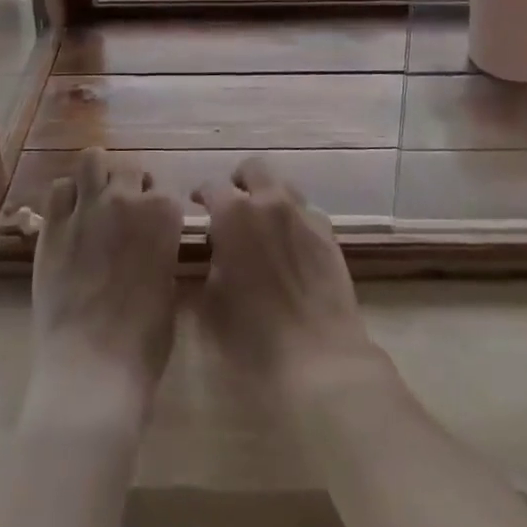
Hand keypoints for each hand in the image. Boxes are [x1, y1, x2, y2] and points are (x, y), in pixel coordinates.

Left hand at [30, 149, 182, 428]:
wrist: (92, 367)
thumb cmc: (144, 342)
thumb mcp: (170, 292)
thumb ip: (163, 256)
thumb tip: (155, 249)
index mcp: (164, 214)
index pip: (167, 190)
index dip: (161, 209)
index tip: (157, 227)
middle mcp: (126, 199)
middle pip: (131, 167)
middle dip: (132, 184)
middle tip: (127, 212)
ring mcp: (87, 208)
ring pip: (92, 159)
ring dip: (98, 175)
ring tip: (97, 200)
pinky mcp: (52, 226)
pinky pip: (59, 189)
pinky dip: (67, 197)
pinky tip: (70, 218)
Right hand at [193, 158, 390, 414]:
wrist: (317, 357)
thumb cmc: (251, 336)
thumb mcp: (211, 300)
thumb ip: (212, 262)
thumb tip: (219, 249)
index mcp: (234, 214)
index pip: (212, 187)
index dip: (201, 194)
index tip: (197, 205)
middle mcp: (270, 202)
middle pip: (254, 169)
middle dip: (240, 181)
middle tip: (232, 203)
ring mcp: (304, 215)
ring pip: (284, 186)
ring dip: (269, 196)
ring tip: (263, 223)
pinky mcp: (329, 234)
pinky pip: (306, 212)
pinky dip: (293, 219)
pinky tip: (290, 244)